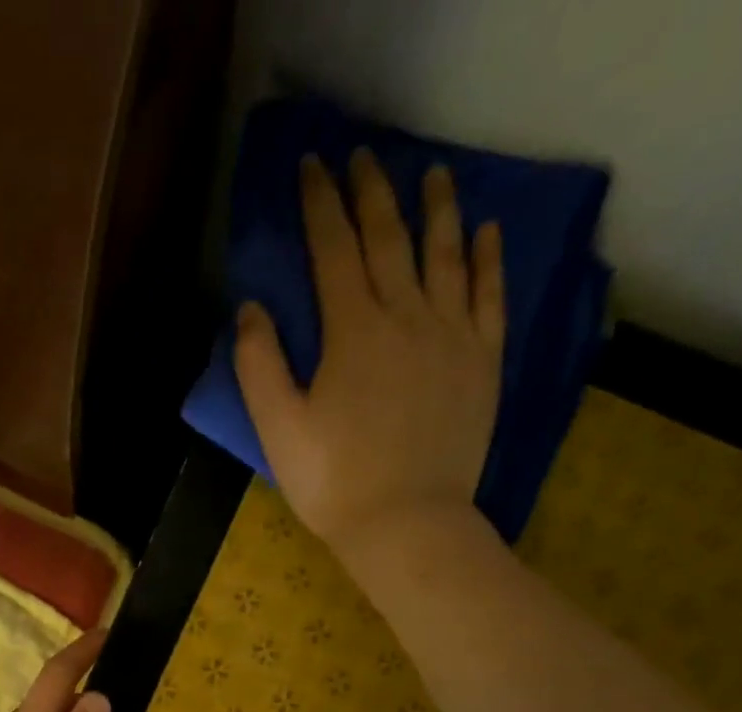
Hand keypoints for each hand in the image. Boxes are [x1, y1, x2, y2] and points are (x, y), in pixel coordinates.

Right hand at [235, 151, 505, 559]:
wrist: (406, 524)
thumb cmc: (333, 483)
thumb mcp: (278, 430)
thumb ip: (260, 366)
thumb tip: (252, 309)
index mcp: (352, 332)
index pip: (334, 250)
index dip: (321, 205)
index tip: (313, 165)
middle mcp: (407, 316)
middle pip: (390, 239)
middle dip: (372, 192)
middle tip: (362, 156)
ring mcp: (452, 336)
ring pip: (446, 255)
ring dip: (437, 208)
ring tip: (432, 174)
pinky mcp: (482, 362)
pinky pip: (490, 296)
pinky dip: (487, 259)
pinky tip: (485, 232)